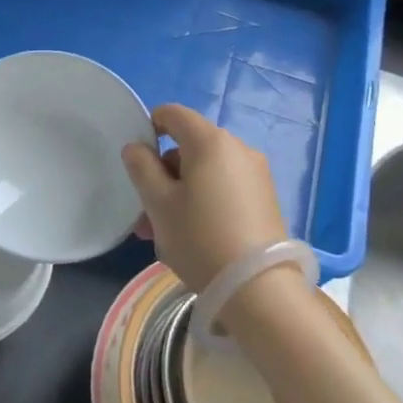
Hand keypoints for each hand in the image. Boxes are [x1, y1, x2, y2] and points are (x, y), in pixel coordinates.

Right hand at [121, 104, 289, 292]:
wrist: (258, 288)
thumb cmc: (200, 238)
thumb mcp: (159, 204)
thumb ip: (142, 168)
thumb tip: (137, 147)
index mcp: (210, 141)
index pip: (172, 114)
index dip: (150, 128)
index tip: (137, 162)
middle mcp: (238, 148)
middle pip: (189, 147)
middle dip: (163, 175)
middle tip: (146, 214)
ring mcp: (256, 173)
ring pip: (205, 172)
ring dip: (180, 193)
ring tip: (165, 234)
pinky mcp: (265, 198)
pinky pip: (224, 187)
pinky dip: (205, 201)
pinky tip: (195, 237)